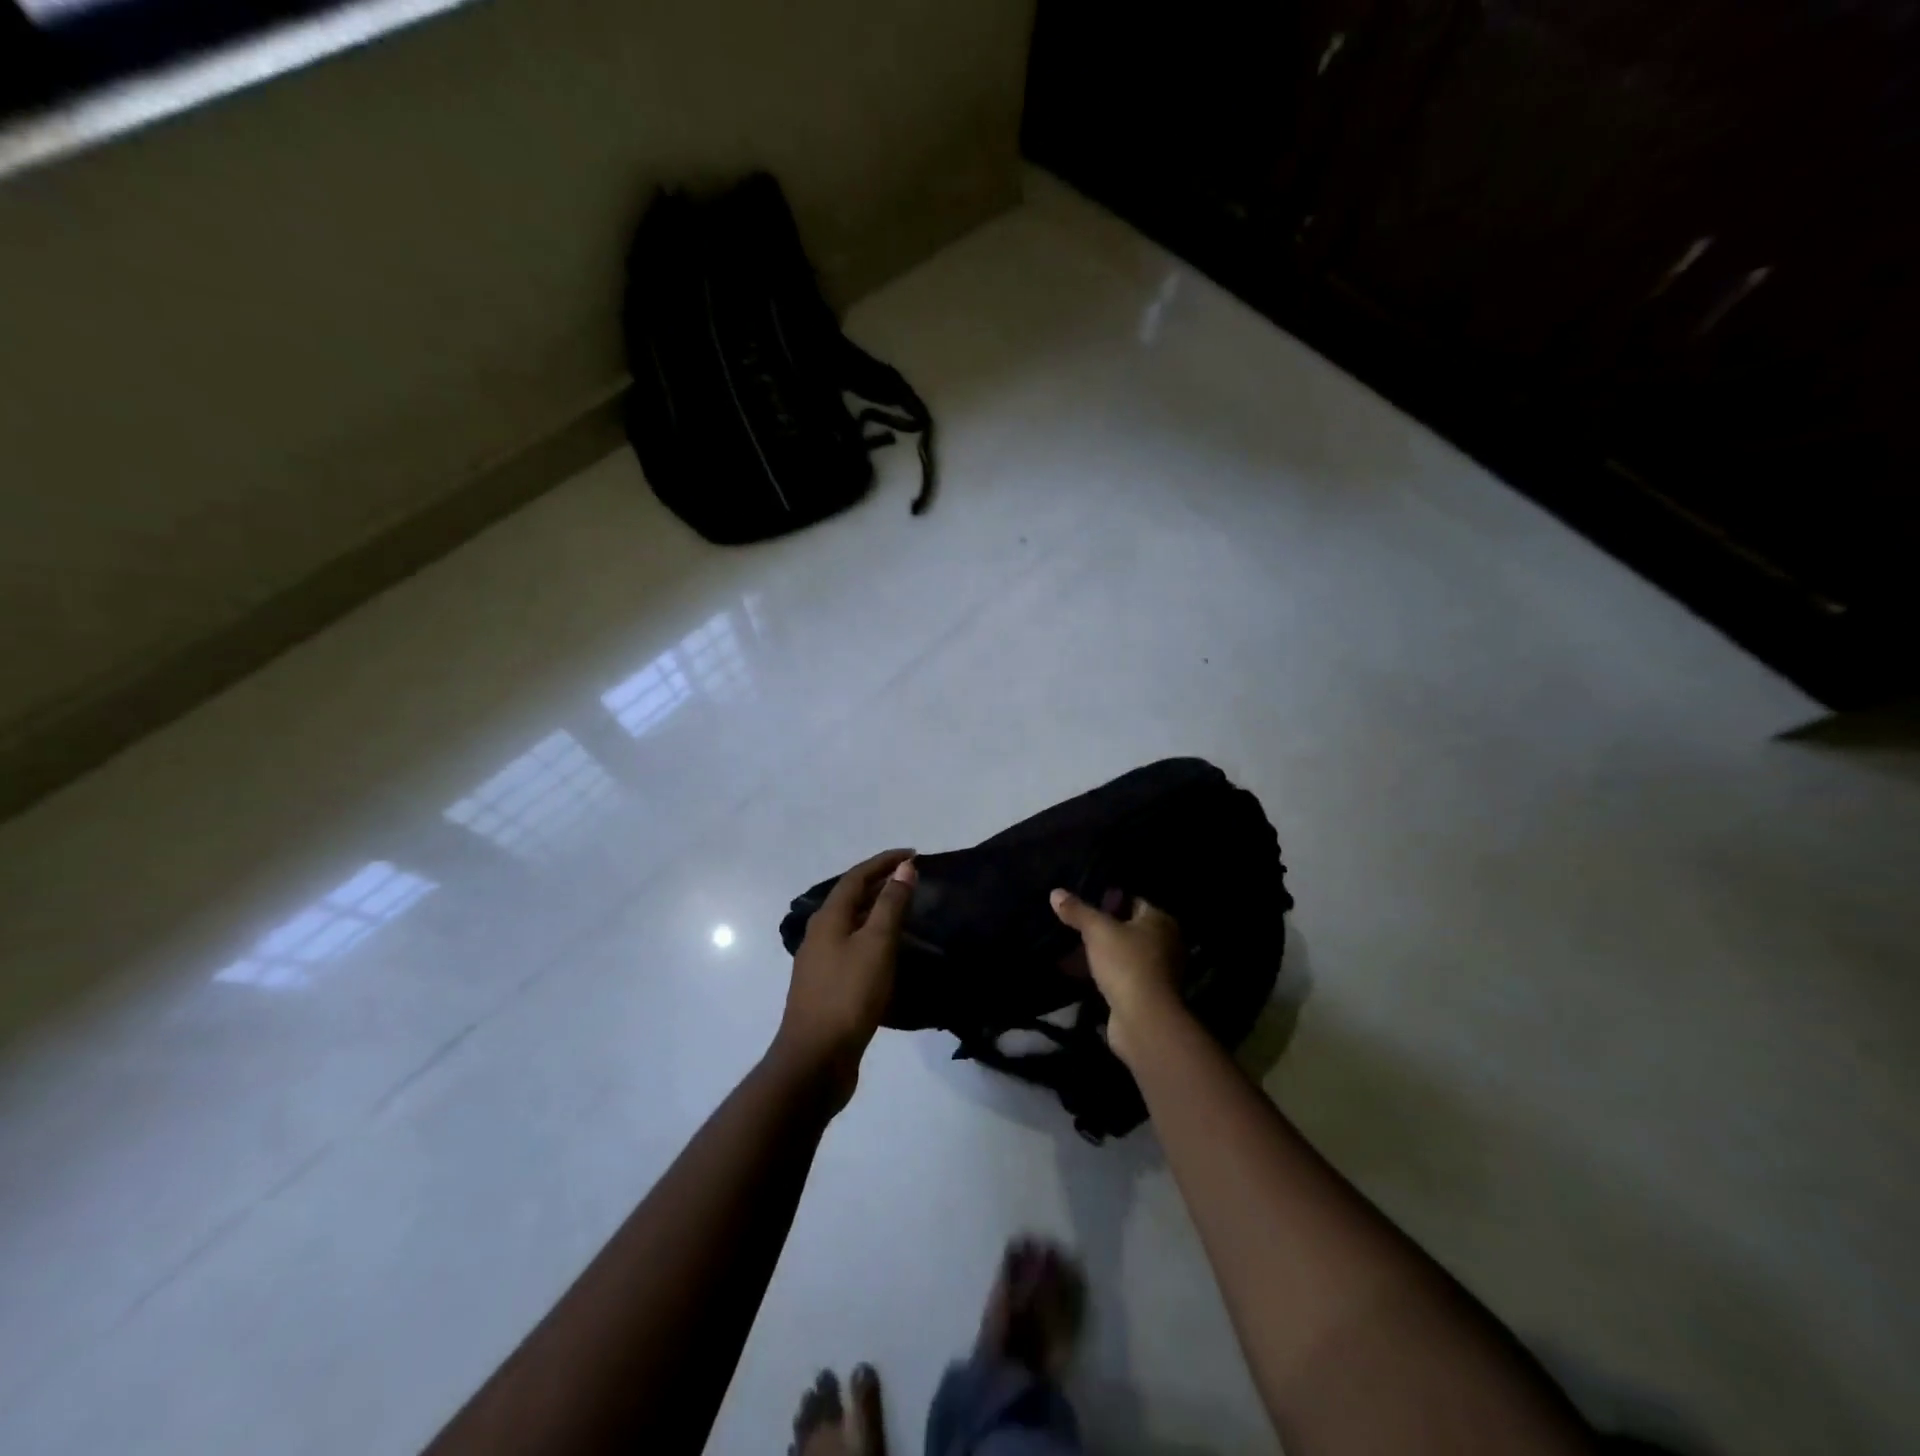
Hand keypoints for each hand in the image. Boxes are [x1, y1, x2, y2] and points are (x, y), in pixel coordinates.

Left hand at [775, 849, 916, 1105]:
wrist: (816, 1060)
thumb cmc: (848, 995)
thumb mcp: (876, 945)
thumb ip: (891, 904)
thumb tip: (904, 867)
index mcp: (828, 919)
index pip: (856, 877)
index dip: (884, 862)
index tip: (913, 854)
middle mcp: (819, 935)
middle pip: (851, 898)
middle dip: (880, 883)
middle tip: (913, 878)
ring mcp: (821, 963)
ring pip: (852, 925)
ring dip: (877, 911)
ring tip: (907, 909)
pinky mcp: (828, 987)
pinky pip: (854, 949)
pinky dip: (874, 938)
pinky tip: (891, 952)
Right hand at [1050, 888, 1185, 1067]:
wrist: (1143, 1021)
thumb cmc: (1126, 964)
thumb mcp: (1097, 930)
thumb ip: (1077, 911)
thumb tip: (1055, 892)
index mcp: (1160, 921)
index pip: (1133, 901)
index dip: (1108, 900)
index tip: (1082, 903)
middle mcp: (1165, 944)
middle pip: (1126, 929)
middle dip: (1099, 929)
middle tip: (1072, 925)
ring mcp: (1157, 972)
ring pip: (1121, 954)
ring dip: (1099, 954)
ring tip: (1069, 949)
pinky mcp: (1145, 995)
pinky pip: (1119, 976)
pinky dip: (1101, 974)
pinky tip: (1078, 973)